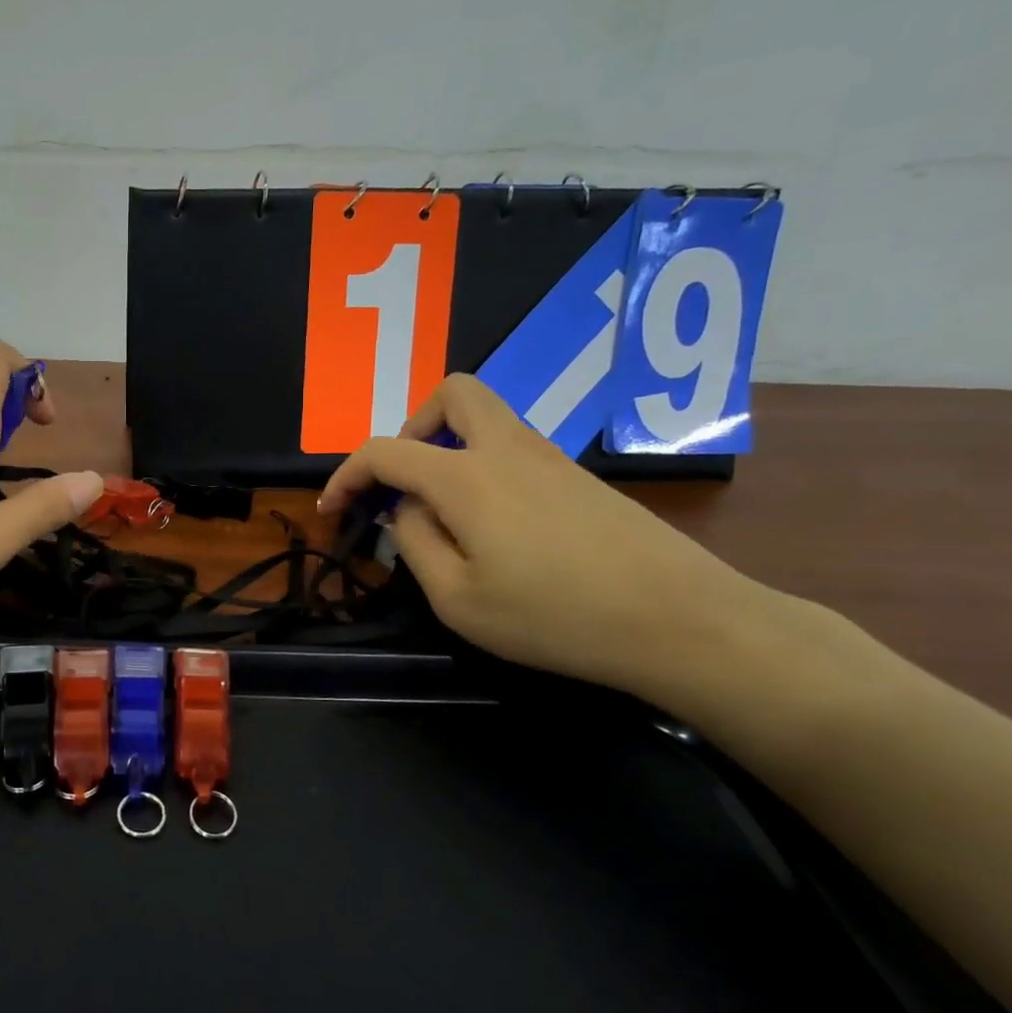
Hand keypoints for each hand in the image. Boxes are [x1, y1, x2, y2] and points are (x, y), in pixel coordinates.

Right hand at [318, 375, 761, 695]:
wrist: (681, 620)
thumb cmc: (555, 617)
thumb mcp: (458, 600)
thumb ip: (416, 543)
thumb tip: (408, 510)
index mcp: (466, 477)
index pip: (385, 451)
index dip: (347, 474)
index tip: (331, 509)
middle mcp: (507, 449)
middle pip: (452, 392)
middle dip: (411, 425)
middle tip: (404, 481)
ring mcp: (550, 457)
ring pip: (487, 415)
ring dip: (449, 444)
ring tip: (443, 510)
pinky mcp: (579, 476)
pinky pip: (514, 445)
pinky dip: (483, 464)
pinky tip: (494, 524)